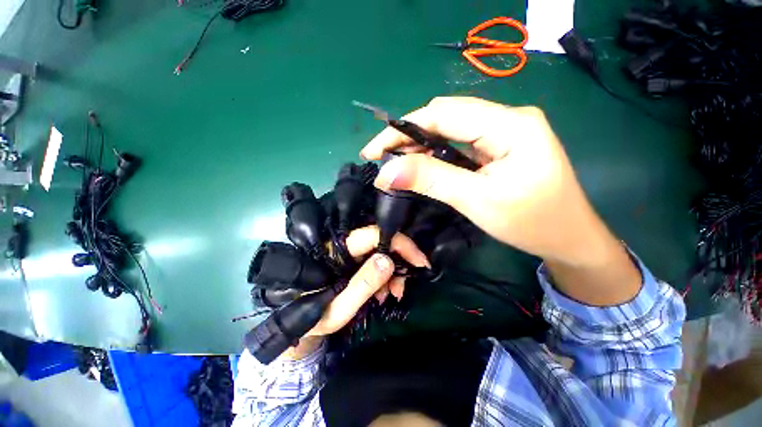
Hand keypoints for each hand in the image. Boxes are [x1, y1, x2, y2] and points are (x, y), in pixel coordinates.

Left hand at [307, 225, 427, 336]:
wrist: (302, 324)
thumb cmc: (315, 319)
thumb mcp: (339, 309)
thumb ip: (362, 285)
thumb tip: (388, 259)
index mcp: (336, 250)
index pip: (373, 234)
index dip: (400, 244)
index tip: (421, 262)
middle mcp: (344, 245)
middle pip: (381, 242)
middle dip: (398, 263)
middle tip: (401, 289)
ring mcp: (349, 252)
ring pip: (381, 252)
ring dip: (392, 273)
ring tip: (391, 295)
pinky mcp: (354, 260)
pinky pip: (377, 262)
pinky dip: (386, 277)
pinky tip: (382, 293)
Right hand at [361, 97, 640, 306]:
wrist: (569, 239)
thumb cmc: (532, 223)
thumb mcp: (477, 200)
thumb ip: (431, 179)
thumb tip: (387, 172)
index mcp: (510, 124)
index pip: (443, 114)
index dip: (403, 129)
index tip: (373, 151)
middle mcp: (507, 118)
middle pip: (445, 116)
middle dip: (408, 135)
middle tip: (381, 158)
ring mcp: (503, 132)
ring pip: (450, 129)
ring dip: (419, 144)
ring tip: (395, 162)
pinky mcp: (498, 147)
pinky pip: (458, 143)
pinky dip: (434, 152)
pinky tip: (420, 164)